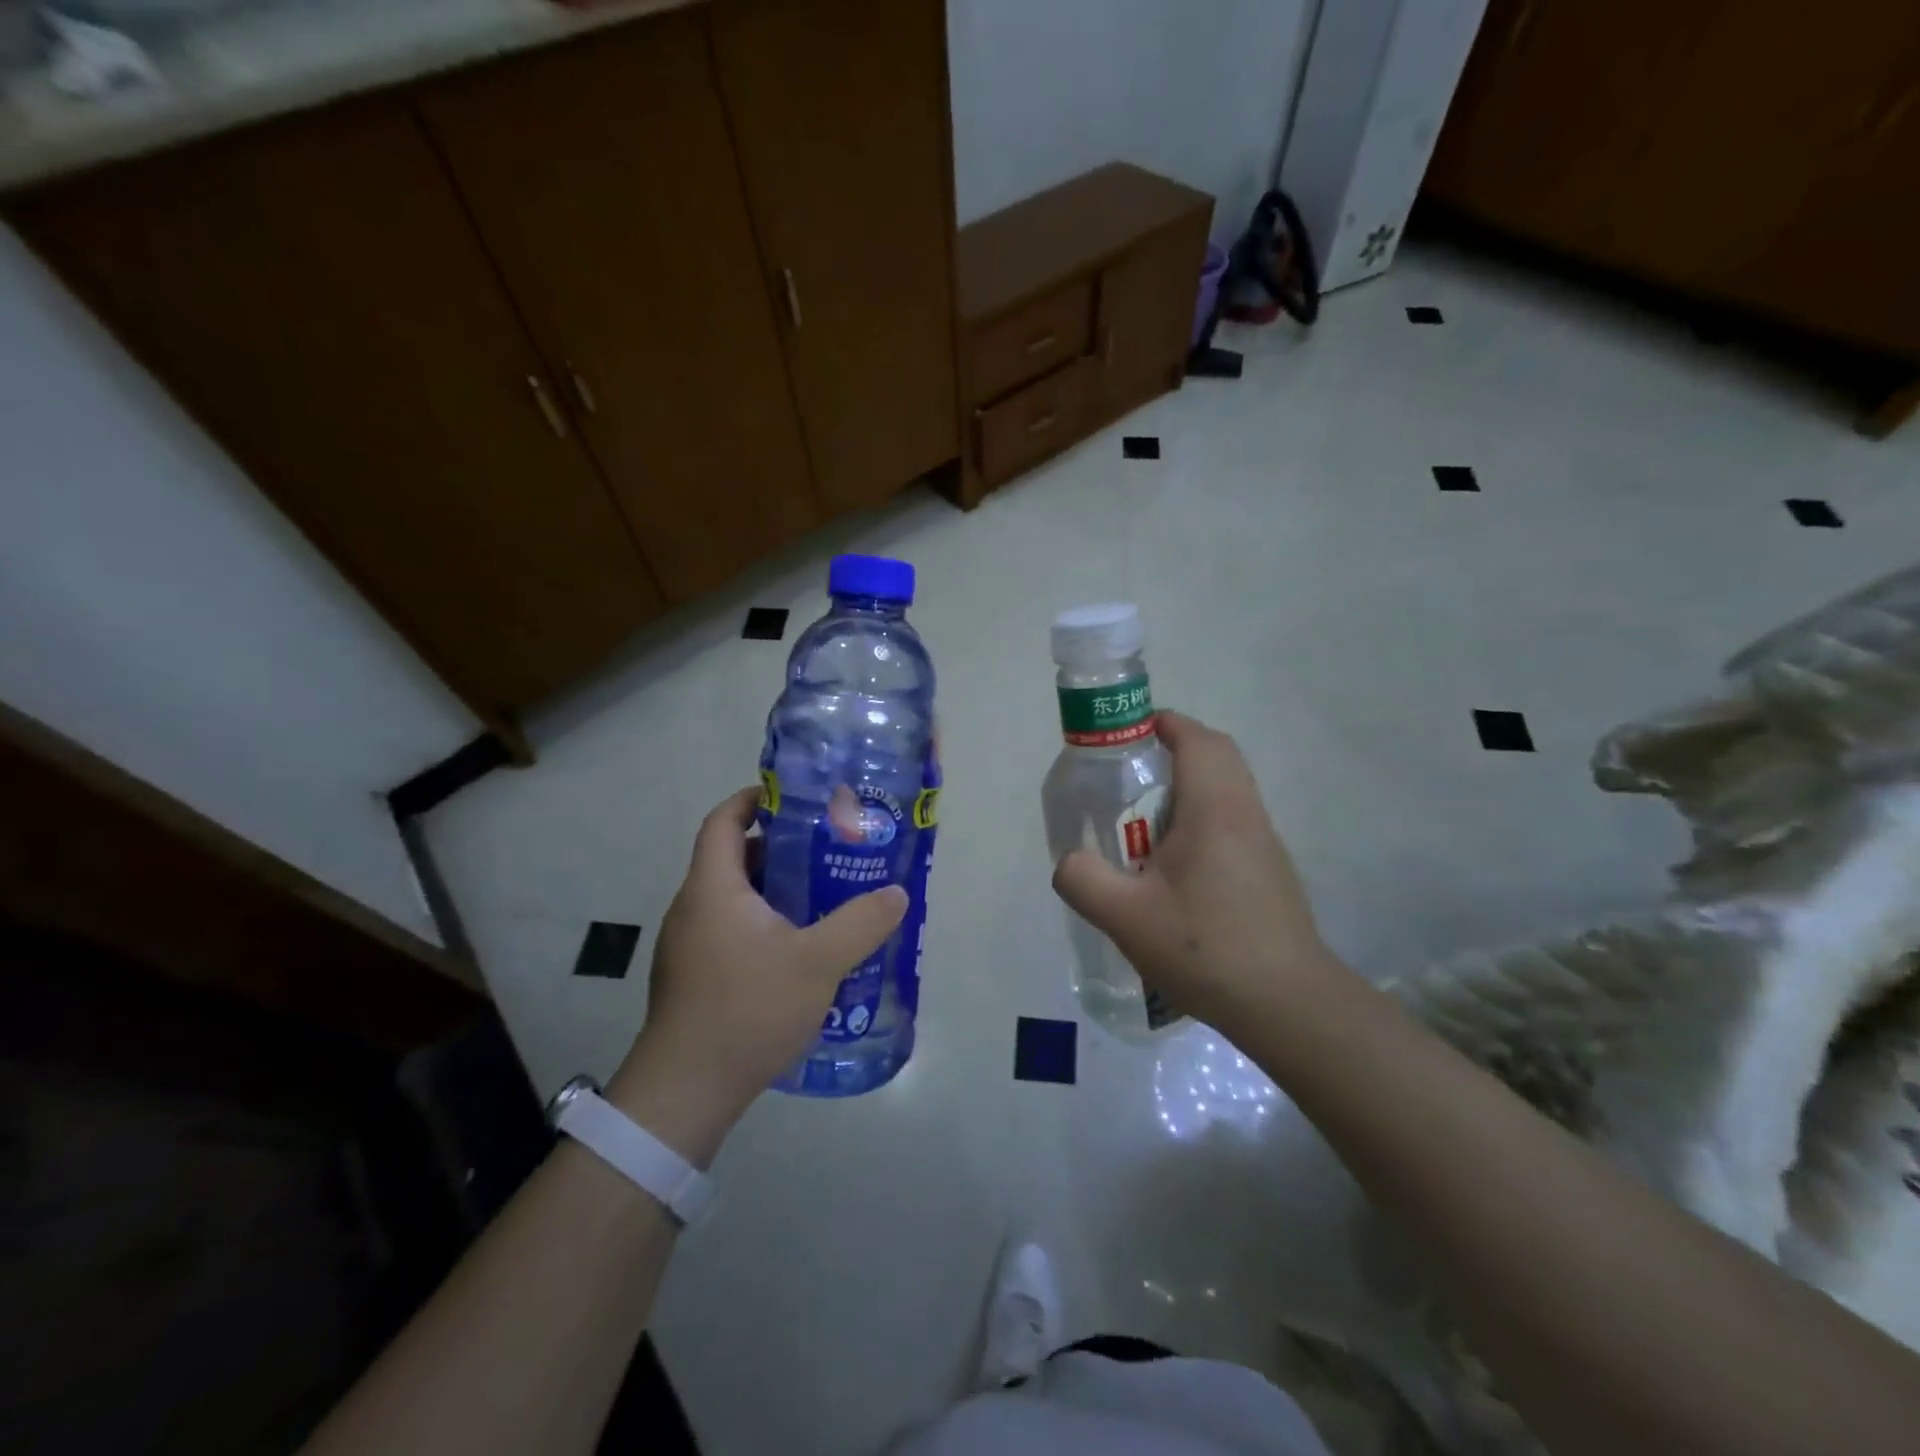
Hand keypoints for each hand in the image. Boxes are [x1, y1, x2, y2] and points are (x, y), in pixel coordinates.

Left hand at [606, 787, 906, 1162]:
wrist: (686, 1091)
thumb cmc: (747, 1009)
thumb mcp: (818, 962)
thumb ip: (861, 924)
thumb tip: (896, 894)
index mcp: (713, 888)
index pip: (723, 820)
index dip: (753, 800)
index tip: (795, 799)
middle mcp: (693, 908)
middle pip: (732, 858)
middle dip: (780, 848)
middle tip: (827, 851)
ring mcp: (687, 946)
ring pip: (733, 898)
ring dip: (774, 890)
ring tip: (822, 898)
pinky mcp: (692, 977)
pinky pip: (729, 931)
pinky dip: (762, 924)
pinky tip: (798, 951)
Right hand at [1051, 711, 1328, 1033]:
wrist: (1287, 1005)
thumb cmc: (1206, 949)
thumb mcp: (1125, 916)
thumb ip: (1082, 878)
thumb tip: (1069, 860)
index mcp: (1215, 809)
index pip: (1197, 739)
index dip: (1163, 724)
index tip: (1127, 734)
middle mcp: (1246, 814)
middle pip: (1217, 756)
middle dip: (1173, 752)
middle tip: (1129, 776)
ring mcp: (1265, 844)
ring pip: (1228, 789)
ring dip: (1188, 788)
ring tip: (1143, 823)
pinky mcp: (1270, 872)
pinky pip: (1234, 821)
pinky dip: (1202, 819)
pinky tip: (1174, 868)